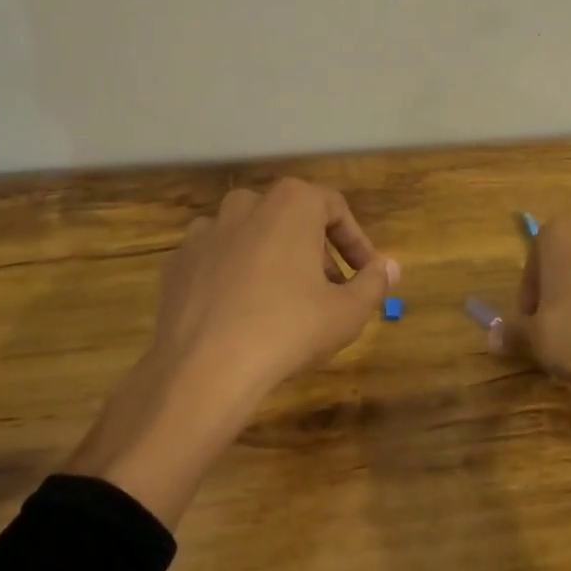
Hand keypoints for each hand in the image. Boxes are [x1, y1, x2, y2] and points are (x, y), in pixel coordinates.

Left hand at [67, 179, 397, 525]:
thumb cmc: (289, 329)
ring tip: (286, 301)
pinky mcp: (179, 261)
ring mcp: (207, 231)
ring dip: (274, 259)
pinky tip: (244, 312)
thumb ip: (374, 283)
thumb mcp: (348, 312)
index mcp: (292, 203)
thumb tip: (391, 267)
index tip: (366, 273)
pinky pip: (218, 260)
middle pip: (292, 219)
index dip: (356, 242)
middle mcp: (247, 204)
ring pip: (253, 236)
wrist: (205, 367)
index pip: (335, 208)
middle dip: (315, 251)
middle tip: (330, 291)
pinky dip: (236, 276)